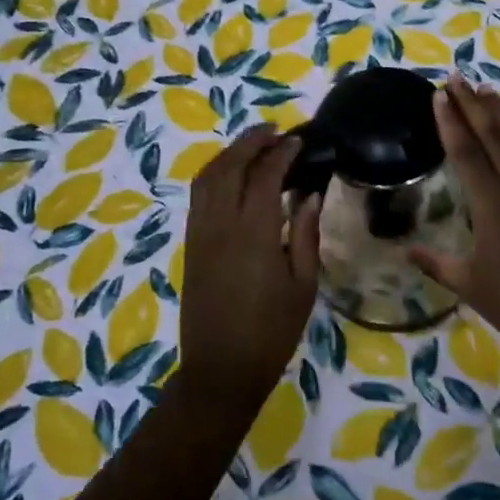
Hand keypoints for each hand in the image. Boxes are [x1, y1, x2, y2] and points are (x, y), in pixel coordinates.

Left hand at [175, 126, 322, 411]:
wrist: (220, 369)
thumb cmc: (271, 332)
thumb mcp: (303, 286)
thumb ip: (306, 235)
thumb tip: (309, 195)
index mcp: (254, 233)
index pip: (265, 175)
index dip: (282, 153)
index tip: (298, 141)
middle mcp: (221, 223)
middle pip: (230, 165)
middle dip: (251, 141)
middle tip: (274, 130)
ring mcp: (200, 232)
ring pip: (207, 176)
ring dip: (229, 153)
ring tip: (253, 145)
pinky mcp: (189, 243)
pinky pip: (198, 195)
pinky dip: (213, 173)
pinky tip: (231, 174)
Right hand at [410, 76, 499, 361]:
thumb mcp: (469, 285)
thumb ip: (436, 263)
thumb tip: (405, 249)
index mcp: (493, 206)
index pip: (467, 154)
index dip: (451, 123)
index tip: (439, 95)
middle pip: (495, 137)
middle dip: (474, 105)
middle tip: (457, 78)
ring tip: (486, 91)